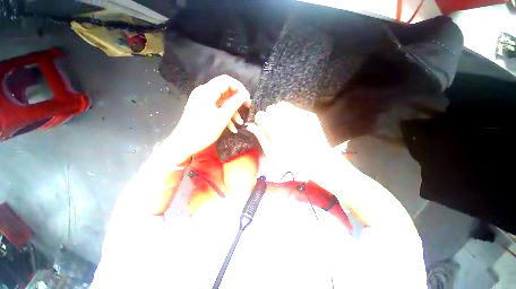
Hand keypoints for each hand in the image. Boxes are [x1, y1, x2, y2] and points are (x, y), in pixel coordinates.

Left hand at [163, 75, 250, 161]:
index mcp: (207, 92)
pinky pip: (217, 107)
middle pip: (225, 90)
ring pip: (223, 101)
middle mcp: (204, 92)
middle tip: (247, 109)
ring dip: (233, 110)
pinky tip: (232, 127)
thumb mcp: (222, 118)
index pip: (226, 80)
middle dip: (237, 100)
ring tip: (239, 123)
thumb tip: (246, 95)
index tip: (247, 99)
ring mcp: (203, 101)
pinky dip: (225, 115)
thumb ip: (234, 104)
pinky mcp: (203, 108)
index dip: (239, 88)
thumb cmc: (203, 132)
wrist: (184, 144)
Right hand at [246, 102, 332, 177]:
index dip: (260, 121)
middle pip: (271, 108)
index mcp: (276, 131)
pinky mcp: (309, 115)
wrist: (317, 161)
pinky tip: (294, 124)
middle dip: (270, 116)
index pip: (261, 115)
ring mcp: (300, 116)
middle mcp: (287, 120)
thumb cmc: (291, 161)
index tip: (263, 126)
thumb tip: (251, 126)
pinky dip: (290, 114)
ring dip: (279, 113)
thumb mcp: (272, 154)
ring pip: (282, 105)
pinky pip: (294, 108)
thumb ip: (261, 137)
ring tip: (283, 123)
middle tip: (274, 126)